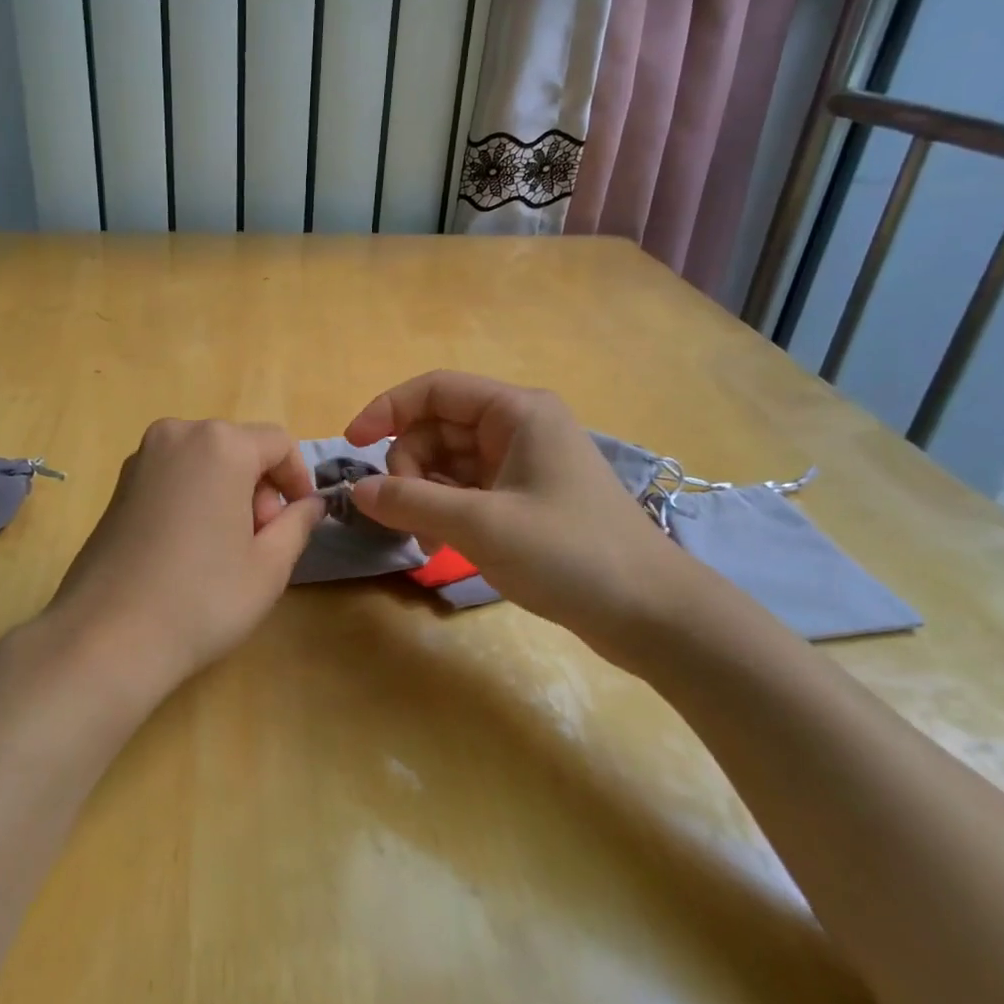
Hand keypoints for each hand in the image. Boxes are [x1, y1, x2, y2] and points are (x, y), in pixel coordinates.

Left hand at [45, 419, 325, 695]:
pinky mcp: (119, 484)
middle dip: (260, 488)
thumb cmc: (202, 598)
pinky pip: (175, 475)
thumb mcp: (270, 565)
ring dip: (227, 493)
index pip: (278, 443)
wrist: (107, 637)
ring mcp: (142, 457)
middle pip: (239, 448)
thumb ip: (299, 523)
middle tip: (259, 543)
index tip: (299, 521)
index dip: (298, 480)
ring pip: (206, 462)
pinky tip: (188, 548)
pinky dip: (194, 497)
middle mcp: (178, 434)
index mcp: (220, 444)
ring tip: (224, 550)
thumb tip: (310, 504)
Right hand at [344, 371, 688, 667]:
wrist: (652, 614)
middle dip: (409, 469)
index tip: (351, 446)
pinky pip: (465, 490)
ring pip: (447, 463)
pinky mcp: (525, 497)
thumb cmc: (570, 553)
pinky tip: (441, 546)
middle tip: (406, 518)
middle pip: (436, 429)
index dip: (386, 410)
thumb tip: (357, 491)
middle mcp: (517, 427)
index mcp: (516, 411)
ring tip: (427, 542)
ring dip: (424, 496)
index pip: (433, 390)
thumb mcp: (480, 525)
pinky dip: (445, 512)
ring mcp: (522, 463)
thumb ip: (411, 502)